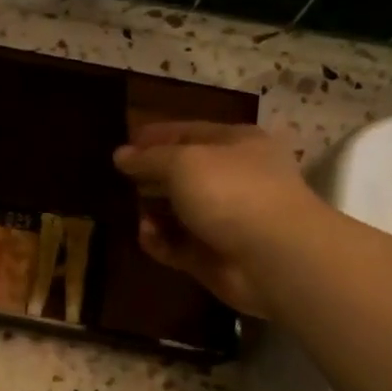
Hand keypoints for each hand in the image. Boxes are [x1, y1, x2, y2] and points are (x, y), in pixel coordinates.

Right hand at [112, 121, 312, 319]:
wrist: (274, 258)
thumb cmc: (231, 192)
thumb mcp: (183, 162)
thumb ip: (148, 158)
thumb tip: (120, 155)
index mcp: (236, 144)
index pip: (188, 133)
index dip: (154, 137)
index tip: (122, 146)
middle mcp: (233, 178)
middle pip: (181, 174)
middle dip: (150, 178)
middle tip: (117, 182)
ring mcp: (225, 219)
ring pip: (177, 211)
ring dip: (152, 212)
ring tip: (133, 213)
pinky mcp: (214, 255)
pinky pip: (177, 244)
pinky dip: (160, 241)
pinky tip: (147, 236)